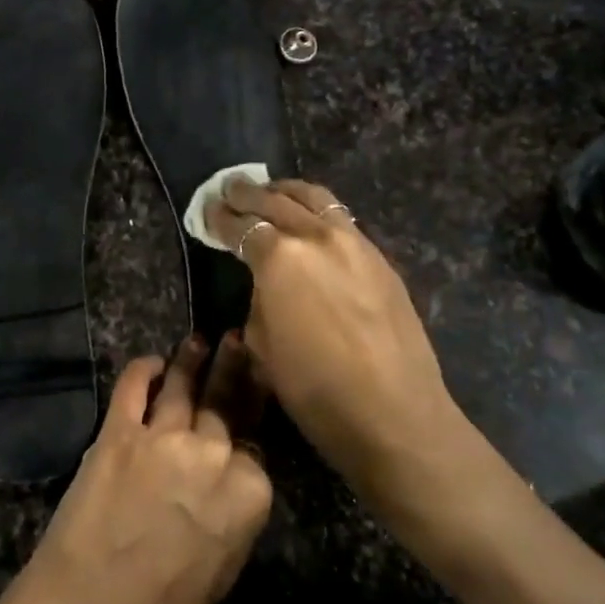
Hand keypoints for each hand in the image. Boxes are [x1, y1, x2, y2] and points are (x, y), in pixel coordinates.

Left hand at [15, 336, 272, 603]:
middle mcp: (212, 453)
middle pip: (226, 405)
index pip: (255, 449)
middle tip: (238, 342)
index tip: (242, 428)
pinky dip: (144, 369)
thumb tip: (233, 486)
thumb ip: (234, 516)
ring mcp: (164, 435)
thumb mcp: (223, 571)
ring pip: (185, 385)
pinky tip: (151, 362)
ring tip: (200, 341)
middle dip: (235, 371)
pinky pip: (134, 386)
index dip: (246, 441)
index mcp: (249, 493)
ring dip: (193, 359)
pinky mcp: (119, 429)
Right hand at [204, 179, 511, 533]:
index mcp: (280, 258)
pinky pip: (341, 219)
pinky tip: (310, 222)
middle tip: (230, 189)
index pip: (242, 226)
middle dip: (248, 193)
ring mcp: (355, 243)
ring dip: (287, 191)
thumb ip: (259, 300)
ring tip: (271, 190)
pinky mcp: (380, 258)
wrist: (395, 415)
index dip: (220, 218)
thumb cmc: (316, 391)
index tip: (208, 211)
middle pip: (276, 201)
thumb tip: (266, 284)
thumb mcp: (262, 346)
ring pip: (315, 198)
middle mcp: (317, 237)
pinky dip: (317, 211)